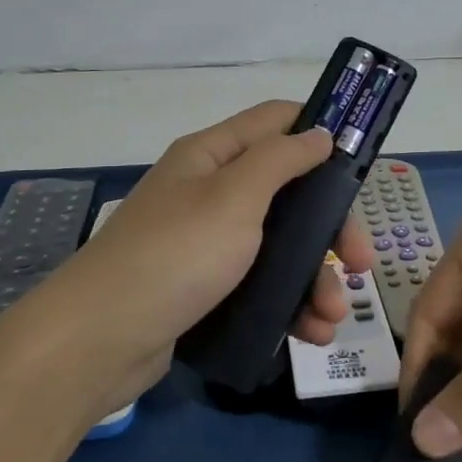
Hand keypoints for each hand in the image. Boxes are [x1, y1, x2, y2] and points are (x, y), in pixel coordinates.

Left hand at [35, 101, 373, 403]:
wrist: (99, 341)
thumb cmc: (175, 255)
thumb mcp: (234, 197)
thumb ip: (281, 159)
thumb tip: (319, 132)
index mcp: (211, 156)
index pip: (275, 121)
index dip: (319, 130)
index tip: (362, 157)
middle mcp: (209, 192)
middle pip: (287, 192)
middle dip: (330, 226)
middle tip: (362, 262)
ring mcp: (205, 242)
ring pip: (278, 245)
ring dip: (315, 276)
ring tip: (333, 316)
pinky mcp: (204, 288)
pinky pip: (259, 286)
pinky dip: (288, 304)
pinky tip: (310, 333)